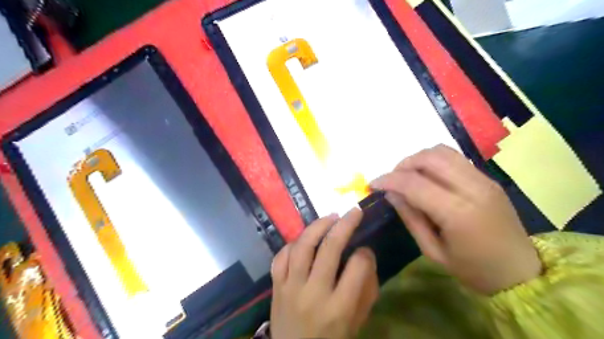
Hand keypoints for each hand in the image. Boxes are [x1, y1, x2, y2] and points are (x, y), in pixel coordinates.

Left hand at [273, 210, 378, 338]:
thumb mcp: (357, 321)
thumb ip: (366, 290)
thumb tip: (366, 255)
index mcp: (339, 309)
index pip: (357, 268)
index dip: (365, 254)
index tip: (366, 250)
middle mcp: (313, 294)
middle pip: (329, 249)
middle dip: (345, 225)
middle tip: (353, 211)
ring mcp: (290, 287)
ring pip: (303, 246)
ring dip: (318, 226)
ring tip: (331, 217)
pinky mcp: (276, 285)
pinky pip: (281, 256)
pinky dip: (294, 243)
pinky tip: (305, 239)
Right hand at [370, 145, 539, 294]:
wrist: (522, 272)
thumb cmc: (473, 269)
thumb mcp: (433, 251)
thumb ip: (410, 218)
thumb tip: (391, 193)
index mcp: (458, 212)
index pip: (414, 183)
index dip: (389, 180)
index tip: (373, 184)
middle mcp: (472, 188)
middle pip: (429, 158)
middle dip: (403, 164)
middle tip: (391, 180)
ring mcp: (483, 179)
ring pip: (442, 151)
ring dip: (418, 159)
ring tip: (408, 176)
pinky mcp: (488, 178)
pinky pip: (454, 158)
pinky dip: (434, 161)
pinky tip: (427, 177)